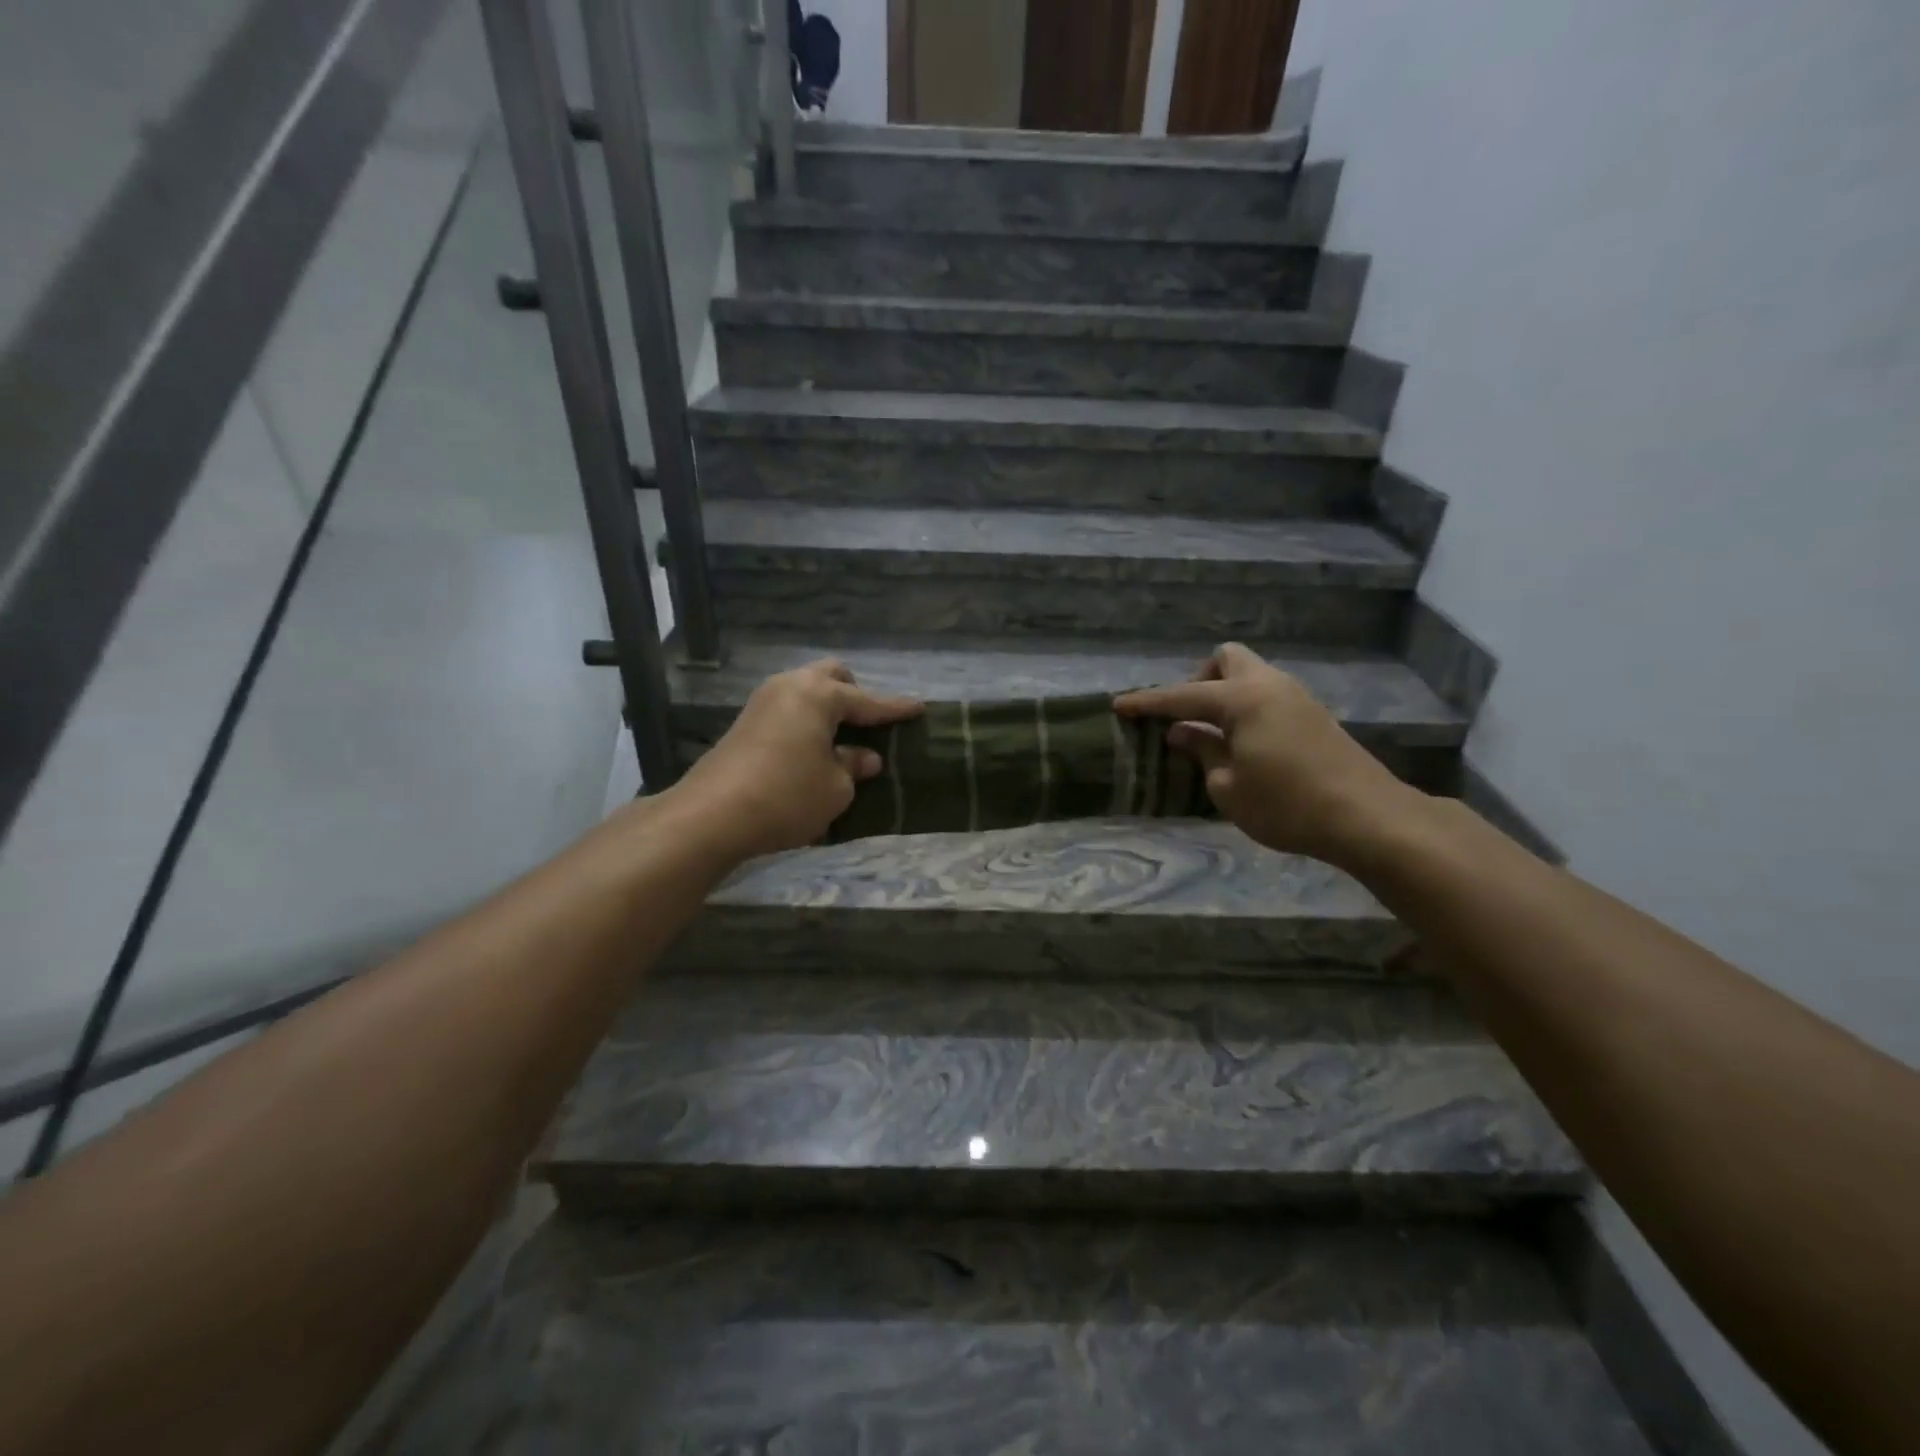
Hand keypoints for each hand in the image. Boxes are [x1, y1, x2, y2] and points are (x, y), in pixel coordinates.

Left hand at [669, 659, 922, 862]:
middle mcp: (790, 687)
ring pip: (806, 691)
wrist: (711, 816)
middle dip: (855, 694)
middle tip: (871, 723)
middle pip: (831, 677)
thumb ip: (854, 766)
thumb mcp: (835, 788)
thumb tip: (865, 757)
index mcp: (819, 695)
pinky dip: (808, 720)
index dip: (895, 708)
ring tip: (845, 737)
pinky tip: (815, 747)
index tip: (919, 708)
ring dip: (828, 708)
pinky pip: (789, 709)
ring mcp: (763, 702)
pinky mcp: (745, 723)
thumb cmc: (787, 796)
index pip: (868, 700)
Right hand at [1114, 643, 1422, 865]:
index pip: (1182, 696)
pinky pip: (1267, 694)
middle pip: (1226, 658)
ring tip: (1212, 735)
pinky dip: (1246, 708)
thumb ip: (1202, 752)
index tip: (1119, 705)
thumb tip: (1183, 733)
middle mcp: (1269, 685)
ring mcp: (1296, 697)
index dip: (1148, 702)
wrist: (1367, 817)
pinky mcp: (1313, 715)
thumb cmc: (1286, 805)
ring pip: (1250, 675)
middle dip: (1199, 679)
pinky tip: (1243, 743)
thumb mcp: (1228, 787)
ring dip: (1224, 694)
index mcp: (1242, 699)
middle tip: (1188, 717)